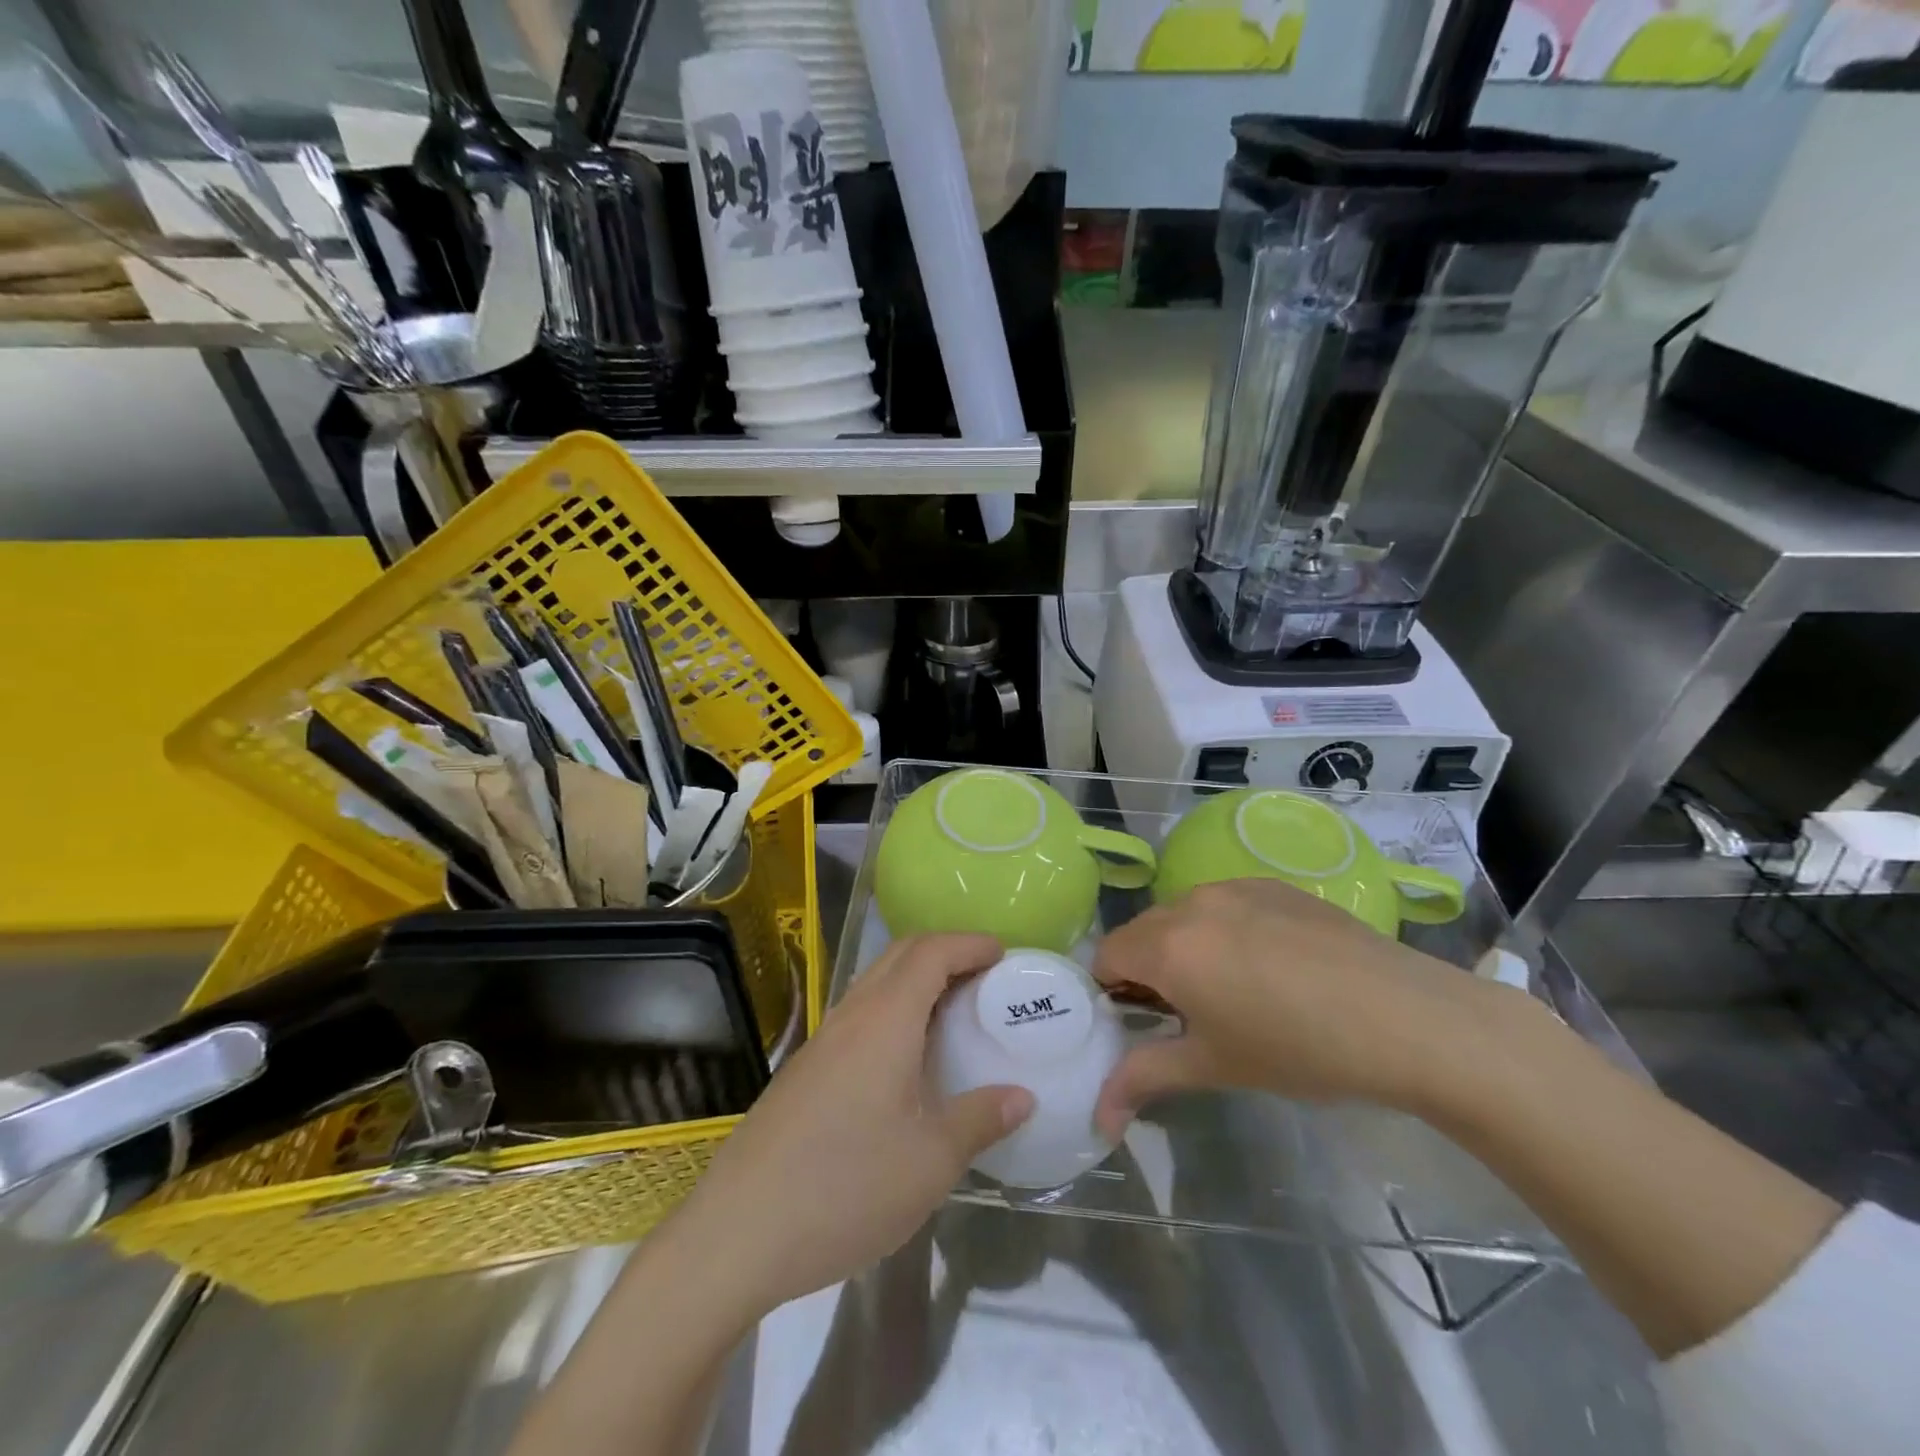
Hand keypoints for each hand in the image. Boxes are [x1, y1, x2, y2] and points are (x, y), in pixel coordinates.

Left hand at [670, 934, 1033, 1317]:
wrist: (737, 1232)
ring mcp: (823, 1041)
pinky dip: (895, 1010)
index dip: (969, 943)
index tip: (1005, 954)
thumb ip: (979, 1120)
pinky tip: (908, 1059)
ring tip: (955, 1014)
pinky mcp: (806, 1069)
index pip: (931, 952)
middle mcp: (851, 1015)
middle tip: (986, 978)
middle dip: (946, 952)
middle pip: (900, 955)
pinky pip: (860, 1014)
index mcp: (885, 1020)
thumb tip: (1022, 1096)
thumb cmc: (845, 1187)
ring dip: (918, 980)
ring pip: (876, 983)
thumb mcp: (929, 1162)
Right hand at [1092, 879, 1524, 1138]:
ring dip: (1187, 947)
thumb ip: (1144, 1080)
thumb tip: (1099, 1120)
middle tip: (1188, 1014)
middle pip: (1142, 932)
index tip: (1145, 1024)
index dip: (1113, 992)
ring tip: (1234, 990)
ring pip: (1184, 915)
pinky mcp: (1273, 884)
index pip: (1105, 956)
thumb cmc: (1300, 1049)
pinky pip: (1226, 904)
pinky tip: (1273, 968)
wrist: (1408, 1018)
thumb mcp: (1215, 1067)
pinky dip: (1226, 930)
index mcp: (1167, 945)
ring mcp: (1235, 887)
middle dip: (1148, 970)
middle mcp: (1191, 902)